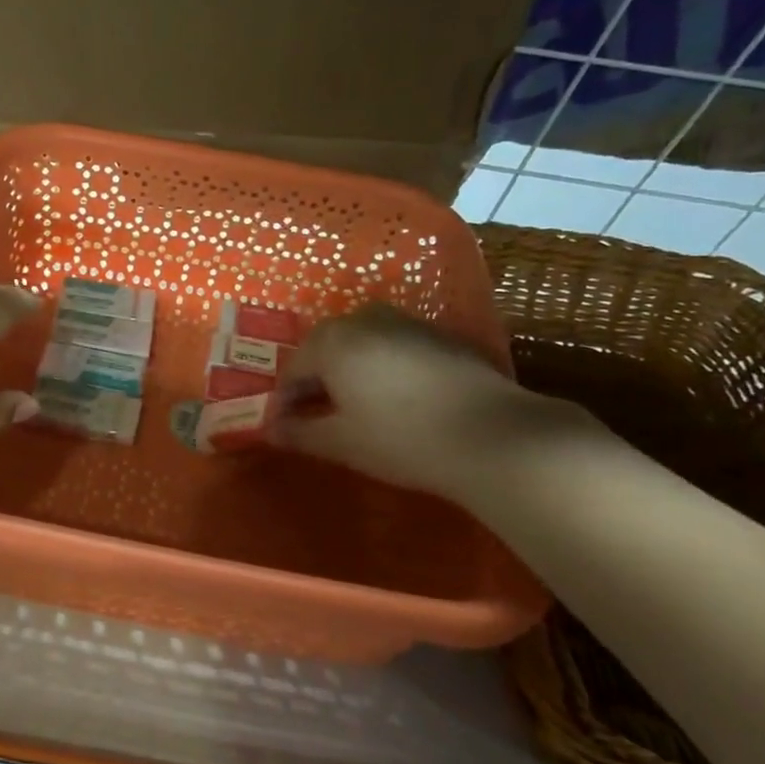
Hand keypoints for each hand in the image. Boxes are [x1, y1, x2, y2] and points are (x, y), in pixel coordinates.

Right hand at [272, 304, 560, 505]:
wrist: (492, 436)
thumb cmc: (401, 439)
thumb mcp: (341, 442)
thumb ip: (300, 433)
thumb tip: (272, 430)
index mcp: (333, 341)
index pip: (293, 368)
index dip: (285, 400)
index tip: (284, 428)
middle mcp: (365, 320)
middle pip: (326, 348)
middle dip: (316, 381)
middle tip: (317, 417)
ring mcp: (407, 324)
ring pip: (361, 344)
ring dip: (349, 372)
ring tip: (354, 408)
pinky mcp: (440, 336)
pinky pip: (393, 347)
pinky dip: (382, 368)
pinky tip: (394, 400)